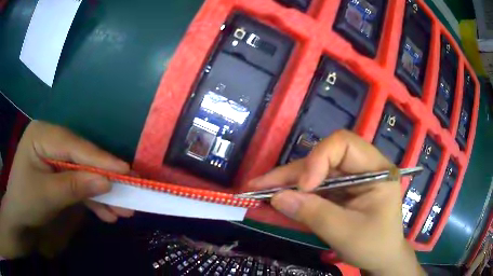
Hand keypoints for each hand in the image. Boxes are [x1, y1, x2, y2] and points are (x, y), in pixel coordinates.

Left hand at [0, 120, 133, 257]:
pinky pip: (78, 184)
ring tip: (122, 211)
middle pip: (82, 158)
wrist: (19, 220)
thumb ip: (75, 186)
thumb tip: (107, 182)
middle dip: (104, 179)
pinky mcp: (59, 173)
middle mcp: (51, 141)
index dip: (100, 159)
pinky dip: (92, 200)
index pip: (74, 145)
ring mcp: (56, 157)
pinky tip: (106, 214)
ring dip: (101, 194)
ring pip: (83, 172)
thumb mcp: (47, 196)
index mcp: (42, 135)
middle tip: (130, 192)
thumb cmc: (25, 202)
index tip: (126, 170)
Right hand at [249, 130, 424, 275]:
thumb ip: (315, 214)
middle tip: (259, 186)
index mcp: (376, 170)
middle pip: (323, 159)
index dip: (319, 159)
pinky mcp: (340, 192)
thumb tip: (278, 197)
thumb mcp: (346, 233)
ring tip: (258, 191)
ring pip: (314, 173)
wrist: (382, 259)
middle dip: (291, 174)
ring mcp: (350, 180)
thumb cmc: (374, 245)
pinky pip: (314, 188)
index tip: (304, 187)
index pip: (344, 144)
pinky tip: (274, 199)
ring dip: (287, 184)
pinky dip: (293, 195)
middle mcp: (362, 168)